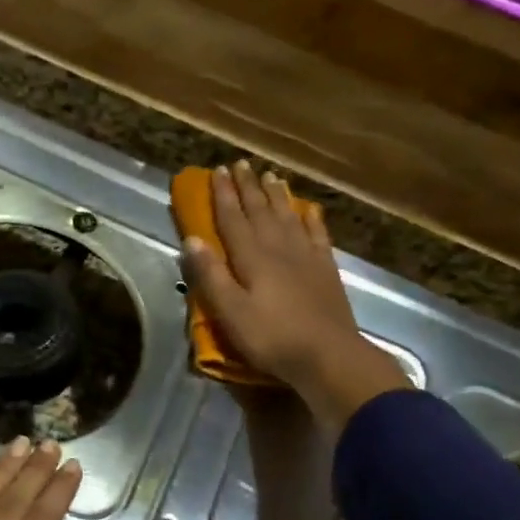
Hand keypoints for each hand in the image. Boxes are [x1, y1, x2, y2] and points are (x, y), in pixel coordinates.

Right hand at [180, 161, 410, 430]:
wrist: (328, 355)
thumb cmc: (272, 338)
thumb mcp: (230, 312)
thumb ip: (210, 276)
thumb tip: (190, 240)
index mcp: (252, 258)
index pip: (233, 219)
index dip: (224, 195)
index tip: (217, 170)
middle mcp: (279, 248)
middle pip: (261, 211)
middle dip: (248, 187)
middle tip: (240, 163)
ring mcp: (306, 257)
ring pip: (288, 216)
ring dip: (277, 195)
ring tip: (271, 175)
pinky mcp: (326, 270)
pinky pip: (317, 235)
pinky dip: (312, 219)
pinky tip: (310, 209)